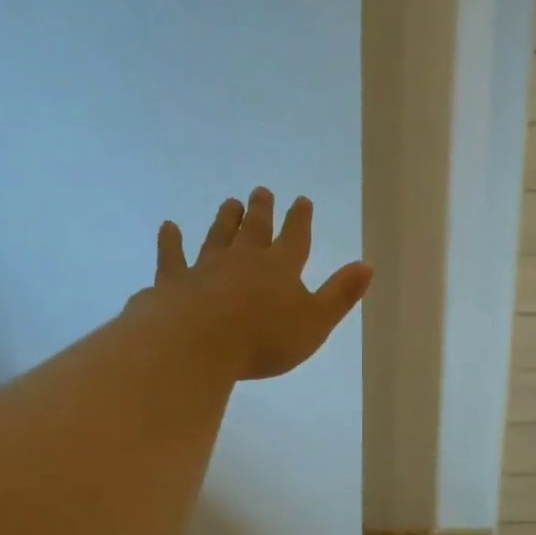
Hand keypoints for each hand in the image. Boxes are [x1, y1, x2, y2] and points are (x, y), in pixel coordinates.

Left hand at [145, 188, 372, 380]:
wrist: (197, 343)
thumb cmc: (264, 338)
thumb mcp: (316, 322)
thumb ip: (340, 294)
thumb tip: (366, 265)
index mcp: (281, 268)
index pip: (295, 238)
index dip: (300, 219)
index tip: (301, 200)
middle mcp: (244, 259)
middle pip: (255, 229)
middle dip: (261, 210)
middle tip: (261, 191)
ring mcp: (206, 267)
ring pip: (218, 236)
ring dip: (226, 219)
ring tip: (230, 203)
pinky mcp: (174, 281)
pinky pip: (173, 256)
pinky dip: (171, 241)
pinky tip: (168, 228)